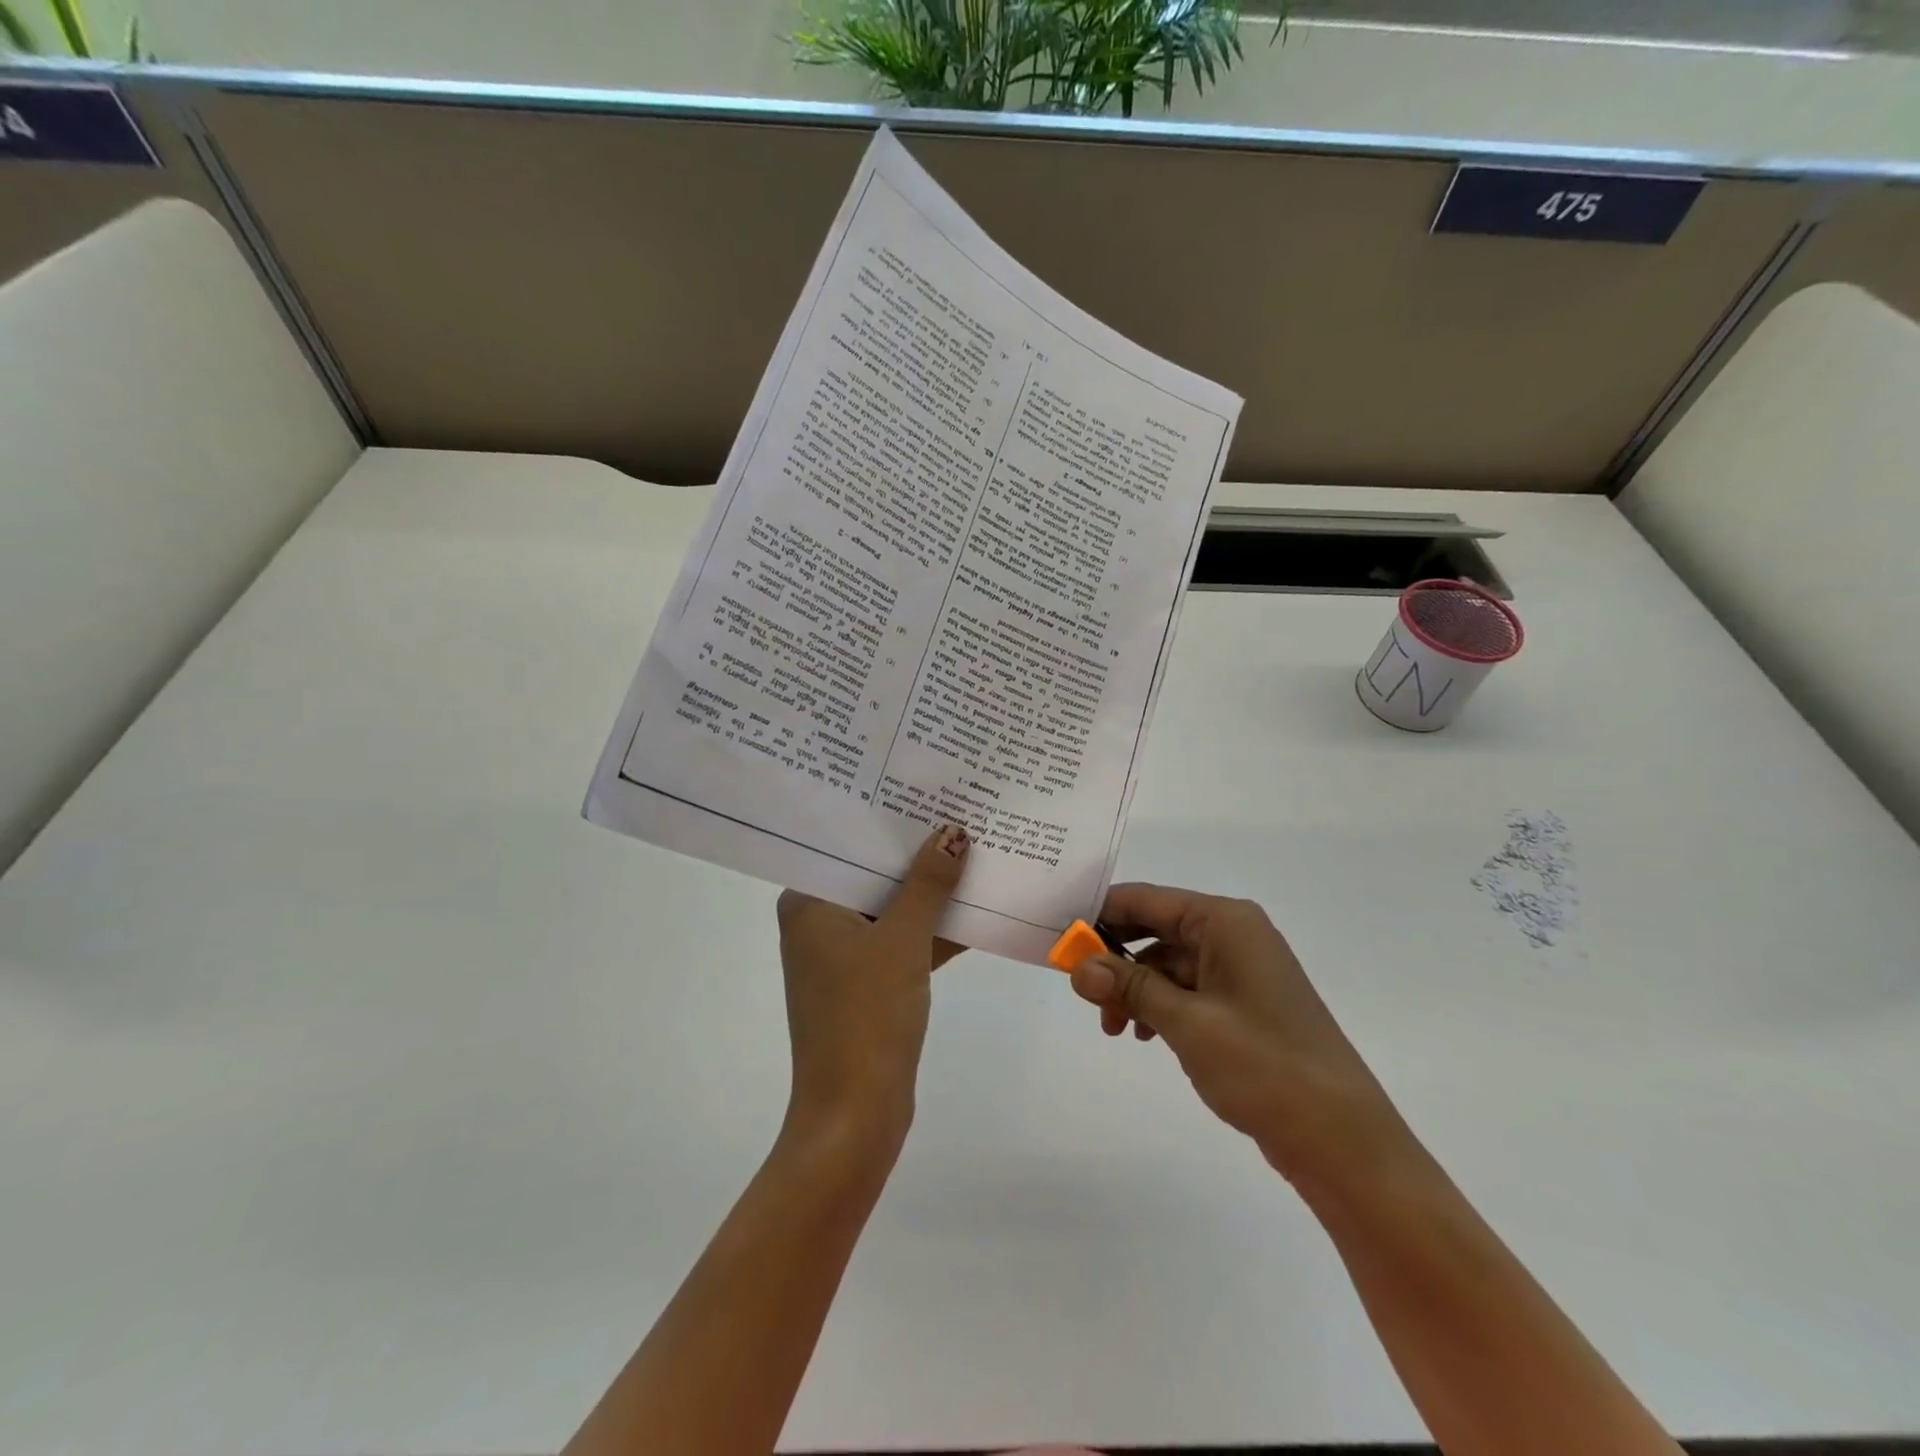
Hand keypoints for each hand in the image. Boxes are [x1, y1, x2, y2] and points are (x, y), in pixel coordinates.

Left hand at [775, 825, 969, 1155]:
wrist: (855, 1115)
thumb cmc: (866, 1015)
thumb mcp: (903, 940)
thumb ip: (928, 883)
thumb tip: (953, 832)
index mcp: (809, 903)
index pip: (850, 846)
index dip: (891, 821)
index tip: (929, 792)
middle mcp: (819, 921)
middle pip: (875, 875)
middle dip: (919, 854)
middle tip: (961, 813)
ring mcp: (843, 955)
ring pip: (893, 909)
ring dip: (931, 893)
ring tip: (978, 851)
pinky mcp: (867, 982)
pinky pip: (902, 941)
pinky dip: (933, 930)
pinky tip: (977, 909)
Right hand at [1071, 883, 1406, 1187]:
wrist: (1343, 1142)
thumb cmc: (1265, 1066)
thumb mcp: (1187, 1022)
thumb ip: (1129, 987)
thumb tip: (1076, 965)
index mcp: (1225, 921)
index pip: (1146, 899)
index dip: (1099, 915)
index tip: (1059, 940)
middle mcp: (1234, 935)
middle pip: (1155, 929)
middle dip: (1115, 957)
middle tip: (1081, 991)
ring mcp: (1240, 971)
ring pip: (1166, 963)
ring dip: (1134, 988)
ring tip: (1113, 1028)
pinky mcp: (1242, 1005)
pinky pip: (1186, 990)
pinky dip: (1158, 1006)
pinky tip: (1142, 1034)